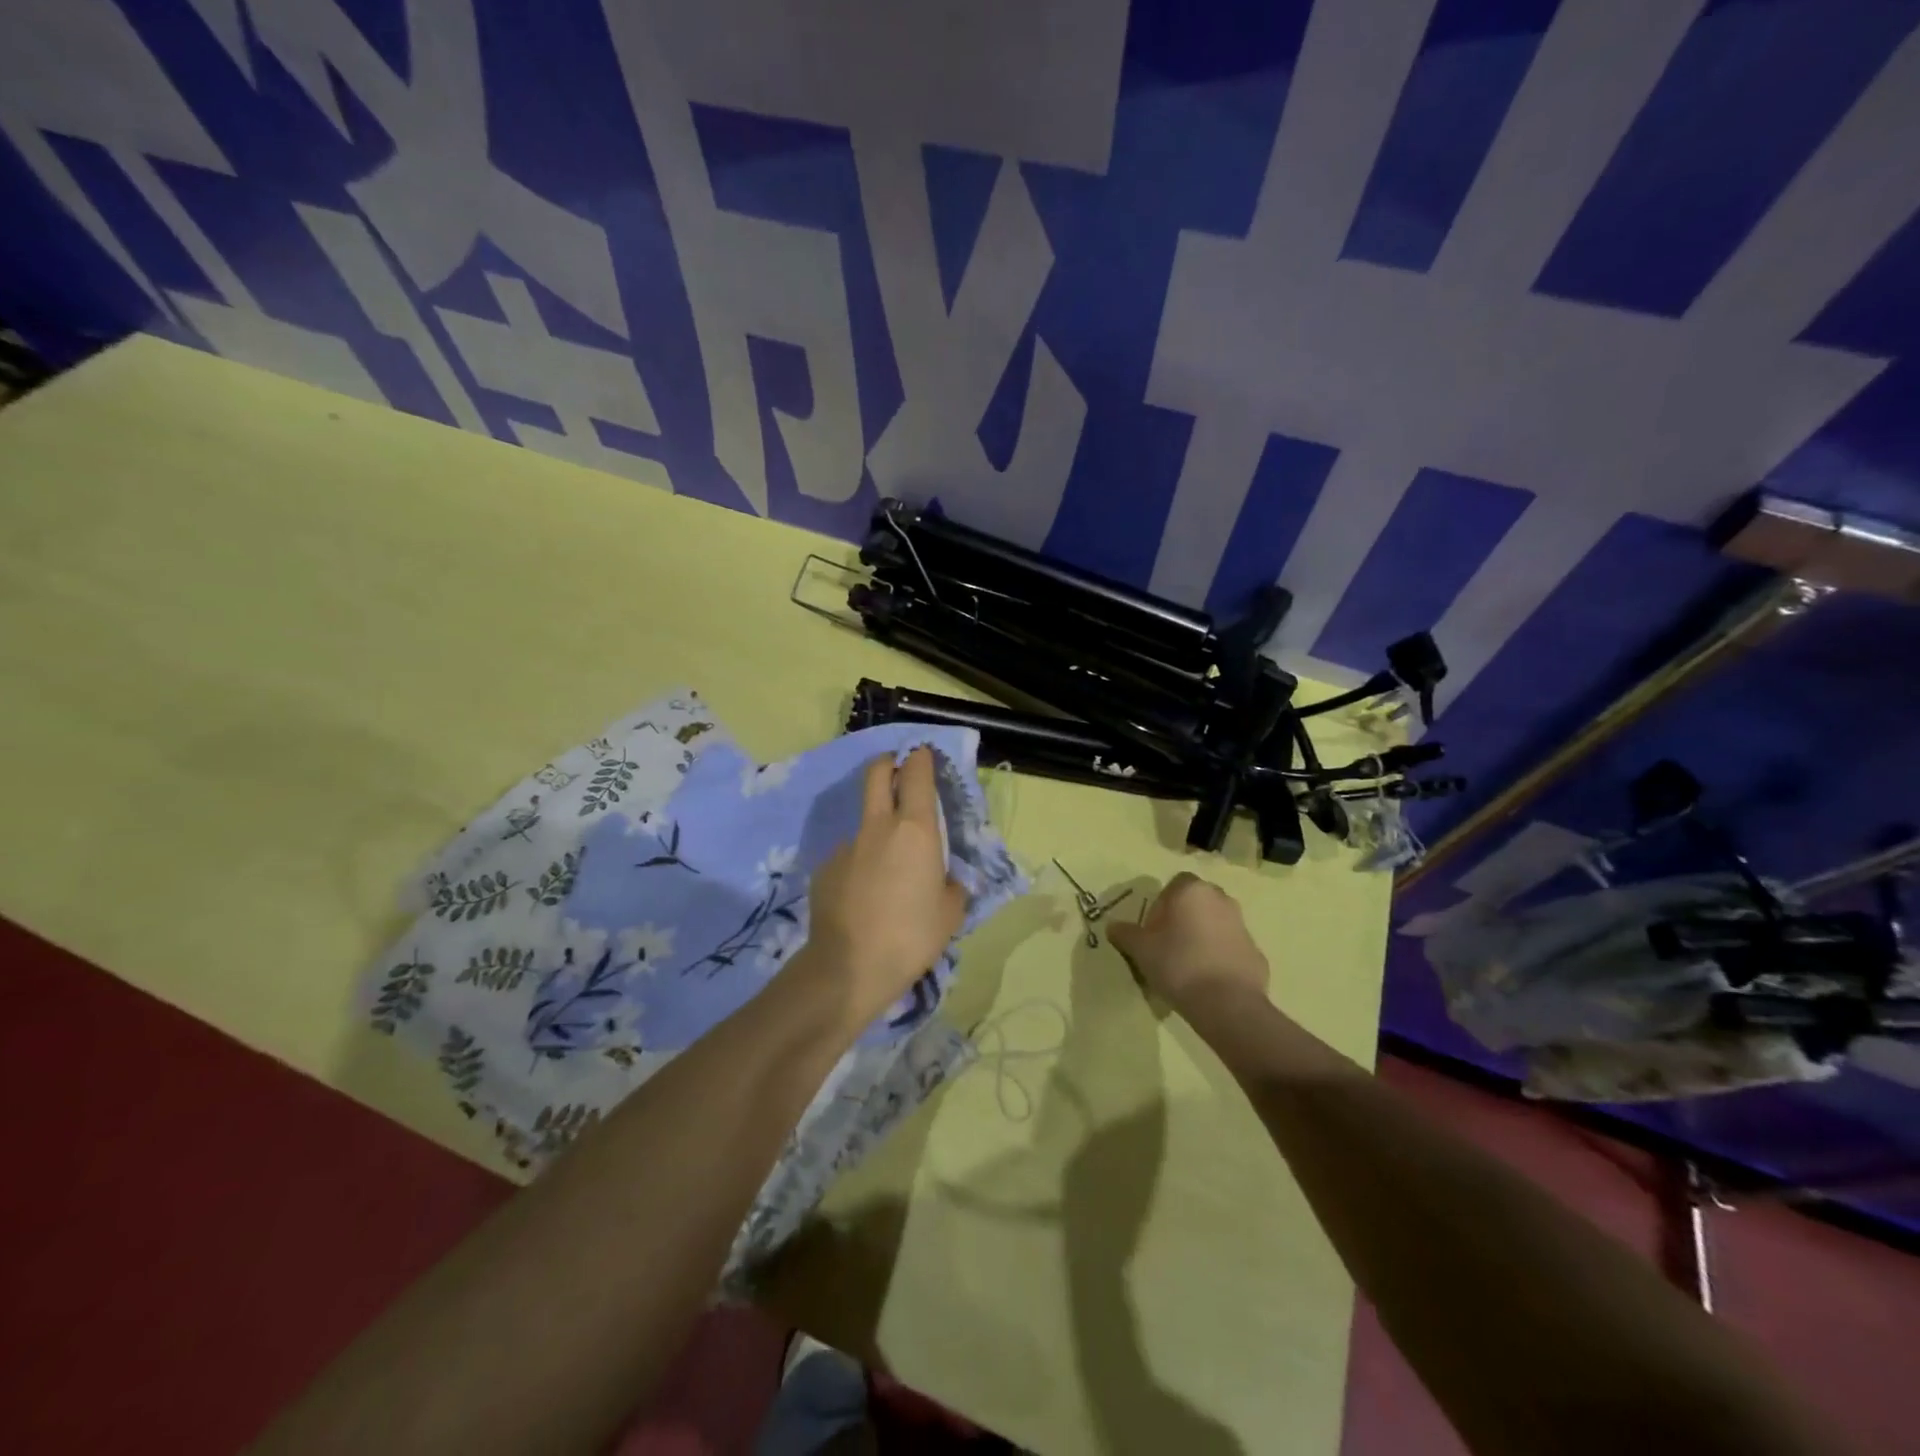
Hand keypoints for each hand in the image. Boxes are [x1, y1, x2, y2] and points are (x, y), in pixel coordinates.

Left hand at [796, 748, 967, 1030]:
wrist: (849, 967)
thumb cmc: (912, 936)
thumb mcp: (951, 913)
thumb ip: (952, 886)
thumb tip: (945, 880)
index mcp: (915, 830)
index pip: (916, 774)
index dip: (920, 759)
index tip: (923, 756)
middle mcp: (879, 827)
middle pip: (877, 774)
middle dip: (888, 764)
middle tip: (898, 773)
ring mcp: (847, 845)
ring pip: (864, 821)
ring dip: (876, 829)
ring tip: (886, 870)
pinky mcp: (825, 867)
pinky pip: (849, 855)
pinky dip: (859, 864)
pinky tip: (863, 896)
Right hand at [1108, 872, 1269, 1015]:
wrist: (1227, 1004)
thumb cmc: (1178, 964)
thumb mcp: (1140, 949)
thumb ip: (1125, 933)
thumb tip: (1112, 926)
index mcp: (1192, 891)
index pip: (1174, 885)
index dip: (1160, 906)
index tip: (1152, 931)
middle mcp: (1221, 900)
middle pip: (1196, 902)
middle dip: (1182, 919)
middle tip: (1166, 946)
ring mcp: (1242, 926)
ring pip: (1215, 924)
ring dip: (1201, 937)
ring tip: (1186, 966)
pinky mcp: (1256, 953)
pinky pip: (1230, 948)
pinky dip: (1219, 957)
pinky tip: (1206, 981)